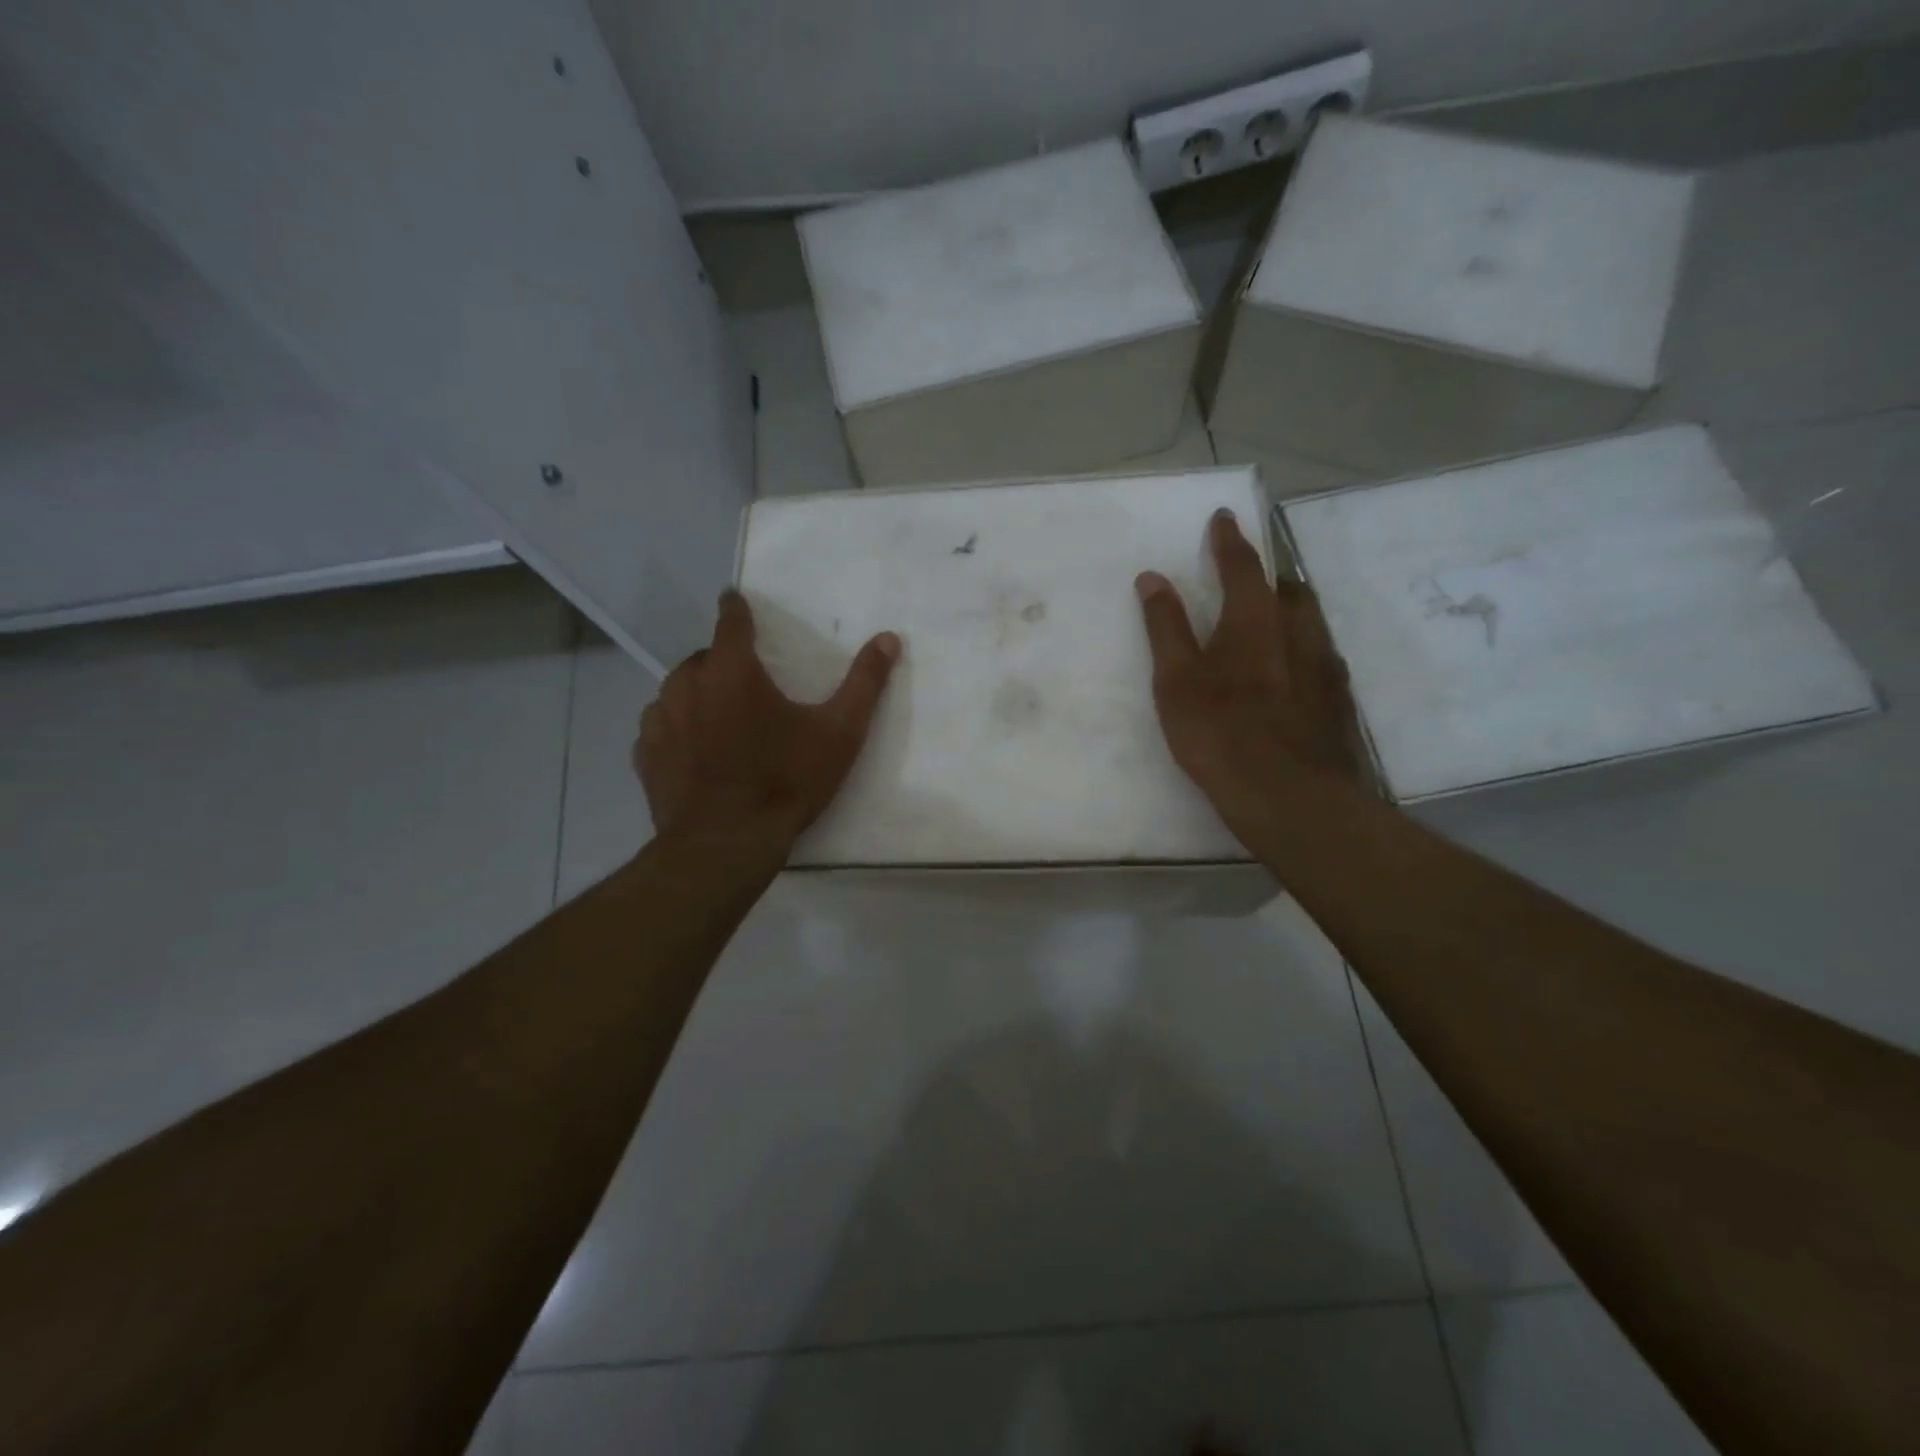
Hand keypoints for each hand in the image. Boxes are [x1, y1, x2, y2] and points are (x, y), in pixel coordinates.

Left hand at [634, 591, 900, 849]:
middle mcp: (688, 684)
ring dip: (698, 693)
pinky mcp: (646, 754)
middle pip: (704, 657)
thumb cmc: (786, 781)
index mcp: (733, 670)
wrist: (726, 844)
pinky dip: (677, 727)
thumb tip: (889, 638)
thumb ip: (864, 683)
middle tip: (747, 684)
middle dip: (723, 662)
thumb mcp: (839, 733)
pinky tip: (694, 749)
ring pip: (677, 690)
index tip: (736, 600)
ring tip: (721, 717)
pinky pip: (660, 726)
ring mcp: (660, 719)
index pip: (730, 620)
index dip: (736, 608)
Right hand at [1136, 510, 1366, 838]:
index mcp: (1256, 621)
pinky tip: (1289, 675)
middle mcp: (1299, 632)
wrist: (1292, 797)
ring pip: (1309, 622)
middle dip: (1267, 577)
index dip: (1229, 541)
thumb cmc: (1221, 733)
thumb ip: (1166, 627)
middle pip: (1288, 590)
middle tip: (1247, 578)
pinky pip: (1320, 656)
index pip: (1242, 566)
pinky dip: (1300, 649)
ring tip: (1268, 623)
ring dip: (1287, 611)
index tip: (1223, 518)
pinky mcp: (1339, 701)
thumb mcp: (1177, 681)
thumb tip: (1152, 577)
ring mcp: (1325, 667)